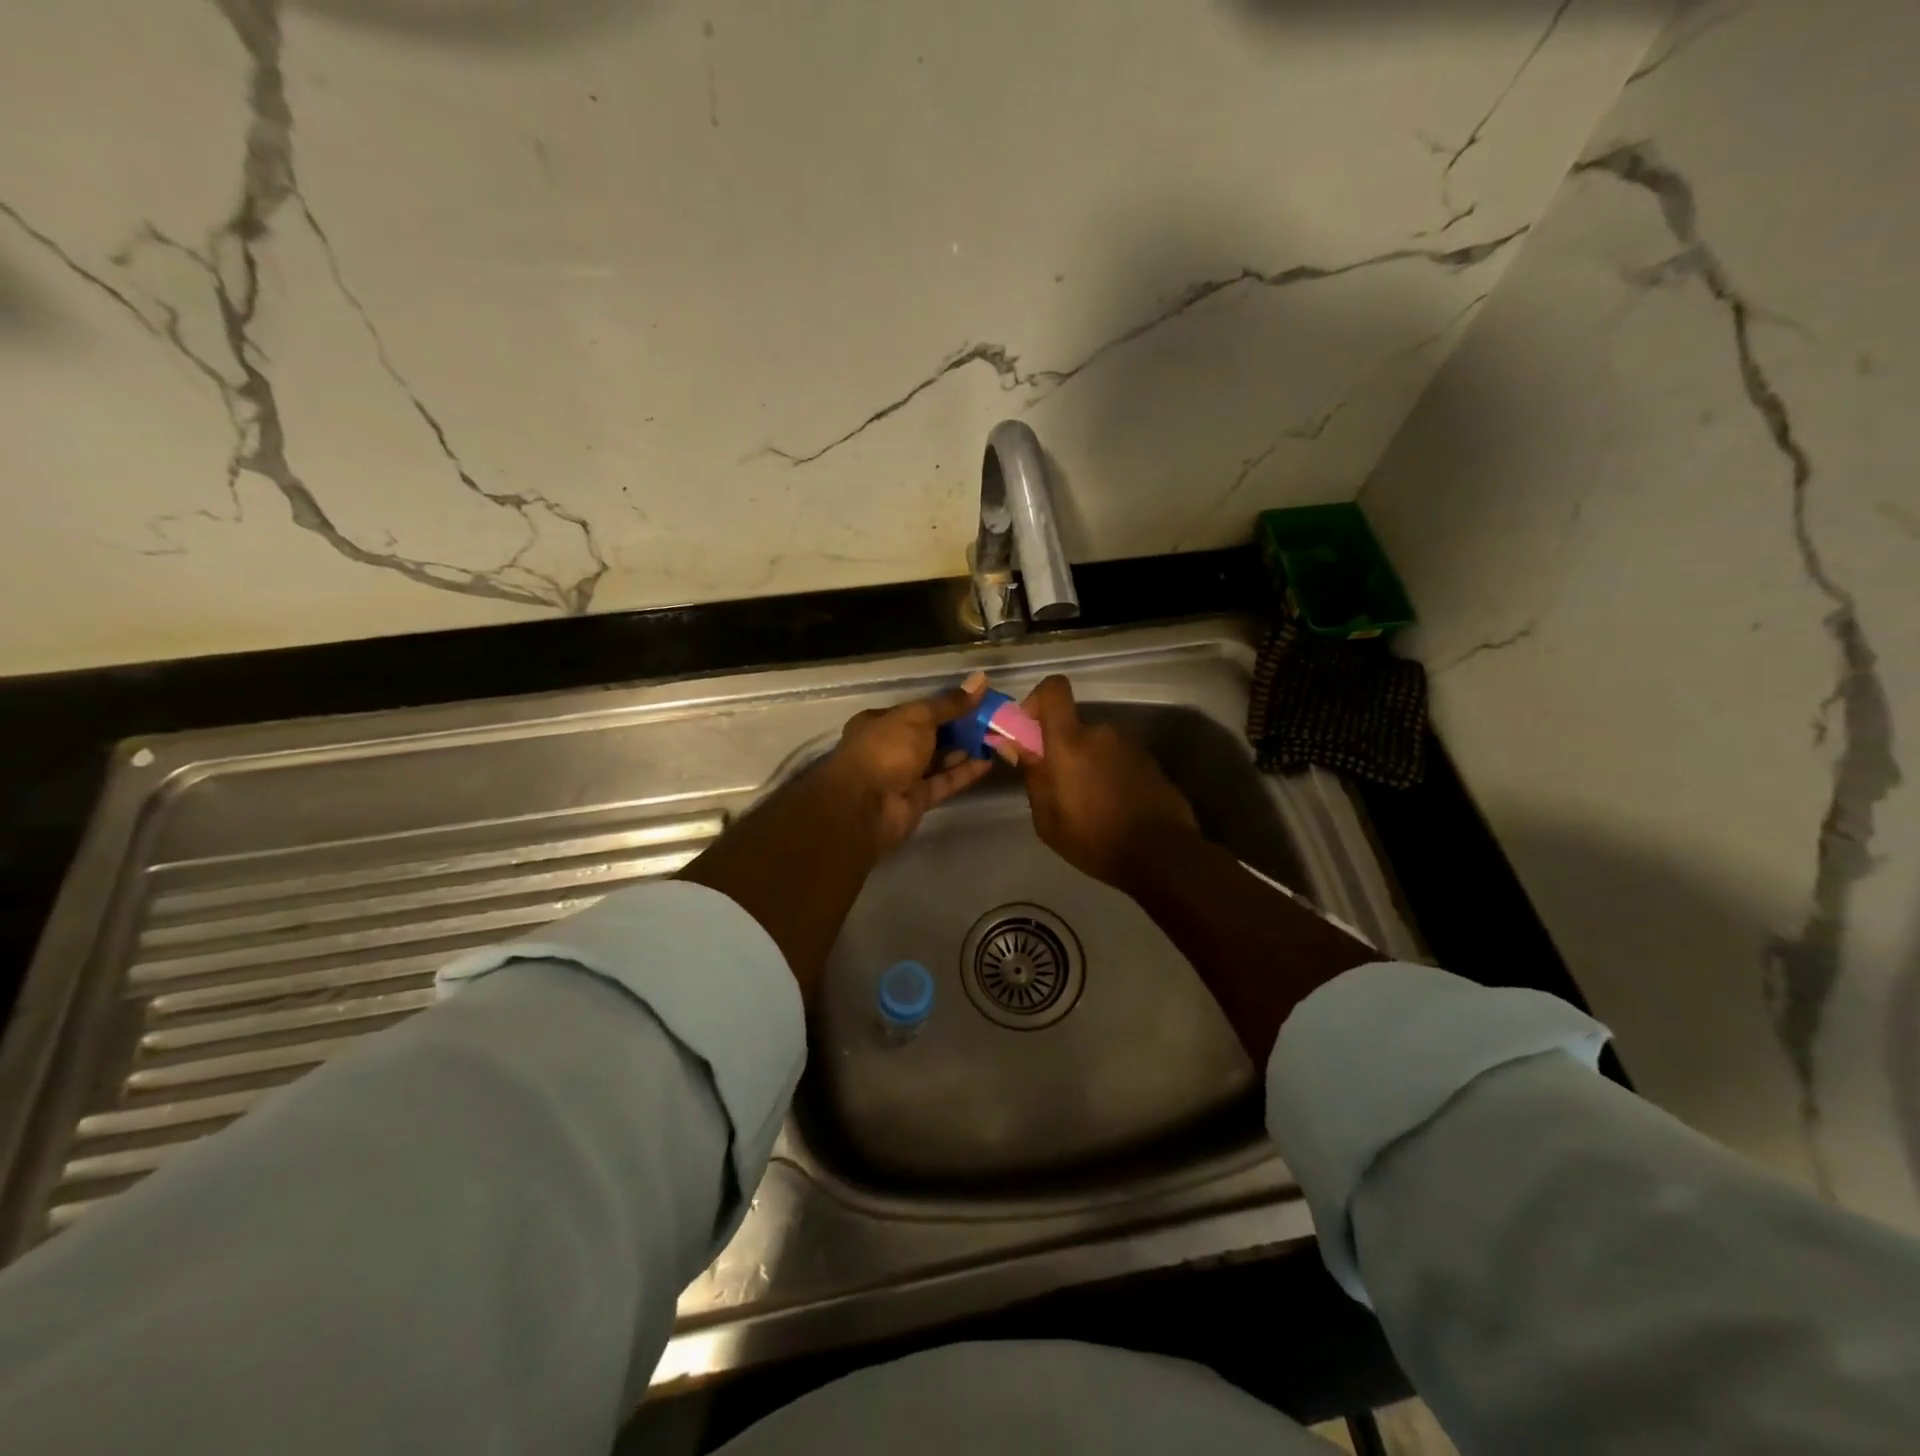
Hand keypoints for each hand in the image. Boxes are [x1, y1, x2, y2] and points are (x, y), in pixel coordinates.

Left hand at [824, 672, 994, 854]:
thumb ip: (949, 703)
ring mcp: (902, 776)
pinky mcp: (916, 800)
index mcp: (879, 722)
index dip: (945, 705)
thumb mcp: (918, 718)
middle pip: (929, 735)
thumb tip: (980, 680)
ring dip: (964, 750)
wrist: (866, 807)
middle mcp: (889, 748)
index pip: (916, 710)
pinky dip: (964, 773)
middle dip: (959, 728)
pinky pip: (944, 782)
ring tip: (996, 739)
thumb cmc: (885, 750)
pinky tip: (988, 762)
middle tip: (992, 720)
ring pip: (938, 760)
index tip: (976, 701)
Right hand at [1013, 675, 1200, 891]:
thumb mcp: (1048, 819)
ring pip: (1096, 744)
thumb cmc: (1095, 840)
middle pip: (1073, 727)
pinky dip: (1109, 773)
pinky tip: (1113, 806)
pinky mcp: (1149, 760)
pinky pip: (1117, 758)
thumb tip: (1017, 745)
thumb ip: (1033, 776)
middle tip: (1060, 787)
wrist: (1163, 855)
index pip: (1054, 690)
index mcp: (1070, 742)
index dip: (1038, 700)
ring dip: (1087, 764)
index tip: (1030, 728)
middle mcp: (1101, 732)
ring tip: (1089, 803)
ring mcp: (1129, 745)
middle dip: (1062, 749)